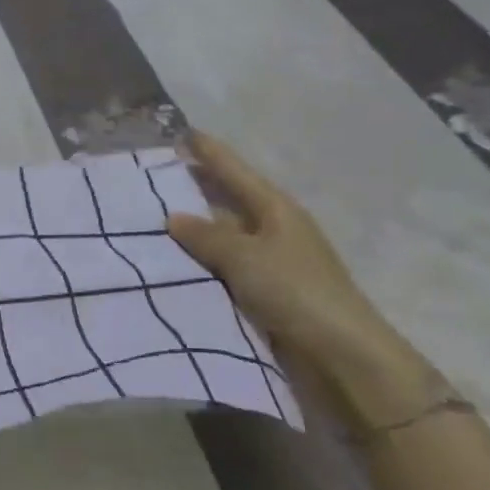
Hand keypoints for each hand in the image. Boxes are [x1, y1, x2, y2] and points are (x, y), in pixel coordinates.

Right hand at [165, 131, 435, 409]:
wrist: (341, 357)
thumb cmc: (296, 292)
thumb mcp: (245, 256)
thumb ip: (206, 235)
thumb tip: (173, 217)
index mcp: (275, 209)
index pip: (234, 170)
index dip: (209, 151)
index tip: (182, 132)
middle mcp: (272, 229)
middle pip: (226, 200)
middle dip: (193, 188)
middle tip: (151, 177)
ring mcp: (268, 261)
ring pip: (220, 236)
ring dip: (191, 229)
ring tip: (147, 219)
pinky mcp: (262, 291)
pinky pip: (220, 266)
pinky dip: (197, 260)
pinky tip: (169, 260)